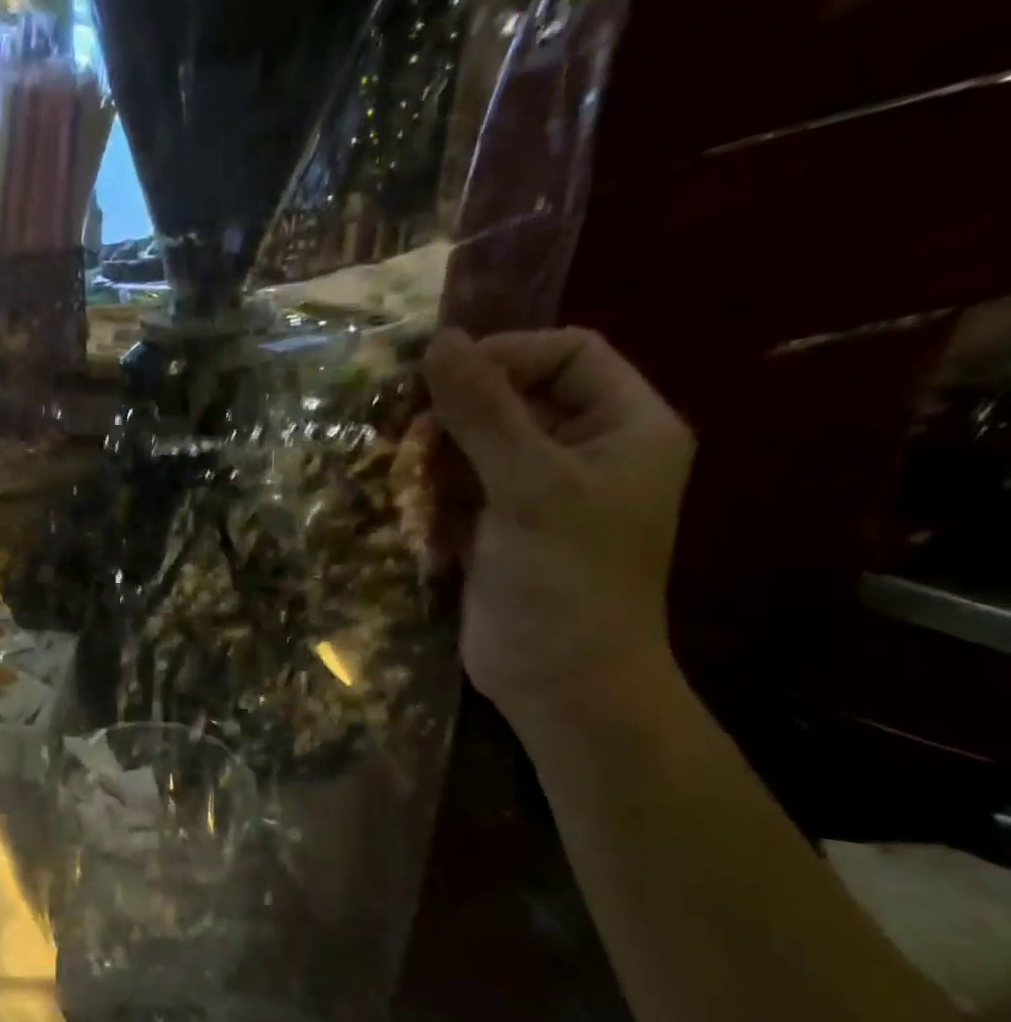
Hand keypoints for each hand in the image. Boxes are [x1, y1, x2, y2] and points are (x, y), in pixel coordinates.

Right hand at [421, 328, 694, 728]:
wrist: (560, 681)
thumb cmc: (565, 577)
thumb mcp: (529, 485)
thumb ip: (484, 412)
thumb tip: (439, 340)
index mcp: (624, 427)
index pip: (569, 354)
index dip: (507, 354)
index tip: (441, 374)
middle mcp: (584, 452)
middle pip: (517, 399)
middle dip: (459, 409)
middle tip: (407, 424)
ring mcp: (536, 495)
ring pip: (478, 446)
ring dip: (436, 452)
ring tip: (398, 464)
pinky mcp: (497, 531)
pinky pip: (459, 489)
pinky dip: (430, 489)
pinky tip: (403, 500)